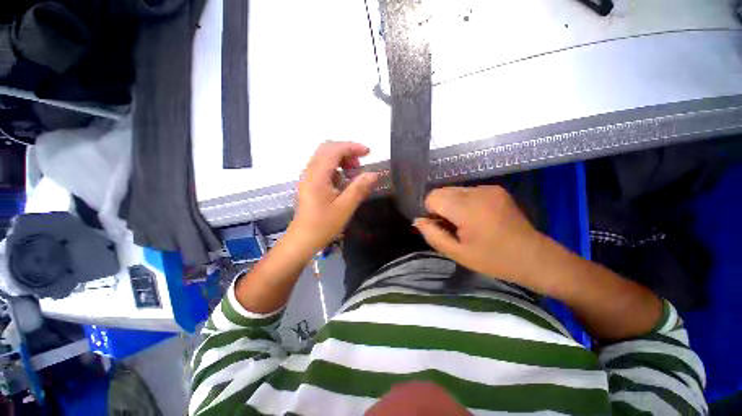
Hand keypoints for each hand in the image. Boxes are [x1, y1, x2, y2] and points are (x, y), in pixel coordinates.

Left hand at [288, 141, 378, 253]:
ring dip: (341, 159)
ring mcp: (308, 177)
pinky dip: (336, 167)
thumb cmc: (323, 225)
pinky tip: (344, 181)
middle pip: (327, 149)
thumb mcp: (345, 207)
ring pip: (324, 157)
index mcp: (317, 176)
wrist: (302, 240)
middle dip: (346, 151)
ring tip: (354, 172)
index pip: (334, 150)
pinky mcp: (310, 183)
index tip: (368, 153)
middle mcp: (310, 172)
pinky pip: (323, 167)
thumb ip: (359, 188)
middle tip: (360, 164)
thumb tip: (374, 173)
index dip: (352, 147)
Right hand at [413, 186, 545, 285]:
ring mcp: (488, 189)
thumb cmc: (493, 259)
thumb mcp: (457, 253)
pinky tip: (476, 216)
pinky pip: (468, 191)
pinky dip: (464, 201)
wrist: (534, 257)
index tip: (441, 226)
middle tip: (452, 226)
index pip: (432, 197)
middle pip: (442, 191)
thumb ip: (433, 235)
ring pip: (454, 190)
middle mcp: (477, 192)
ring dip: (451, 204)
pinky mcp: (496, 189)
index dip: (431, 212)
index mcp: (467, 209)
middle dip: (440, 207)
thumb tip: (418, 220)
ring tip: (465, 222)